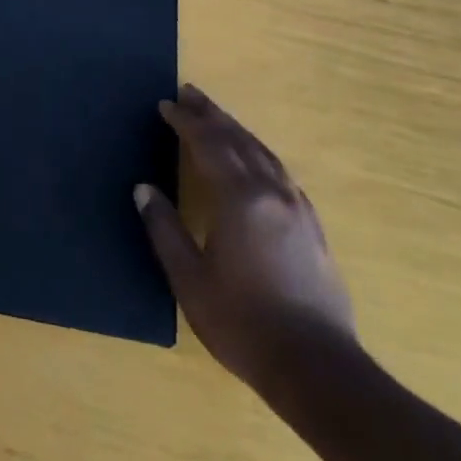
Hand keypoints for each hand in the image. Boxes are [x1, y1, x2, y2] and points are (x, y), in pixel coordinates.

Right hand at [135, 85, 354, 397]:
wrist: (317, 368)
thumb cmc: (243, 323)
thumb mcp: (190, 279)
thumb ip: (165, 229)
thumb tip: (144, 189)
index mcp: (240, 199)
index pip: (208, 145)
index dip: (185, 122)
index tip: (165, 105)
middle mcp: (272, 193)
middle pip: (239, 140)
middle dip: (212, 115)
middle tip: (190, 92)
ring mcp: (298, 209)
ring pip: (264, 153)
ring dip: (237, 130)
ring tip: (217, 116)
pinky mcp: (313, 228)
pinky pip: (281, 173)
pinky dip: (260, 154)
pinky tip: (256, 161)